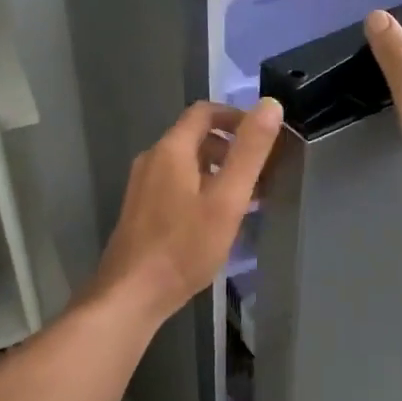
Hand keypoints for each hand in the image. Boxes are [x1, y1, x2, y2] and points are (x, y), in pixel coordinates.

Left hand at [86, 98, 284, 323]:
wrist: (131, 295)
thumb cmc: (184, 246)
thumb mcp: (227, 198)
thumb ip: (250, 151)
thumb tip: (270, 104)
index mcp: (171, 149)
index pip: (205, 111)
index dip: (236, 116)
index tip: (264, 137)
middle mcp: (152, 159)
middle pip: (196, 137)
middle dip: (231, 147)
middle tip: (262, 173)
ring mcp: (142, 185)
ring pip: (186, 163)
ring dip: (218, 170)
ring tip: (246, 198)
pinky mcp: (141, 210)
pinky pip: (176, 184)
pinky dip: (201, 188)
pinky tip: (217, 219)